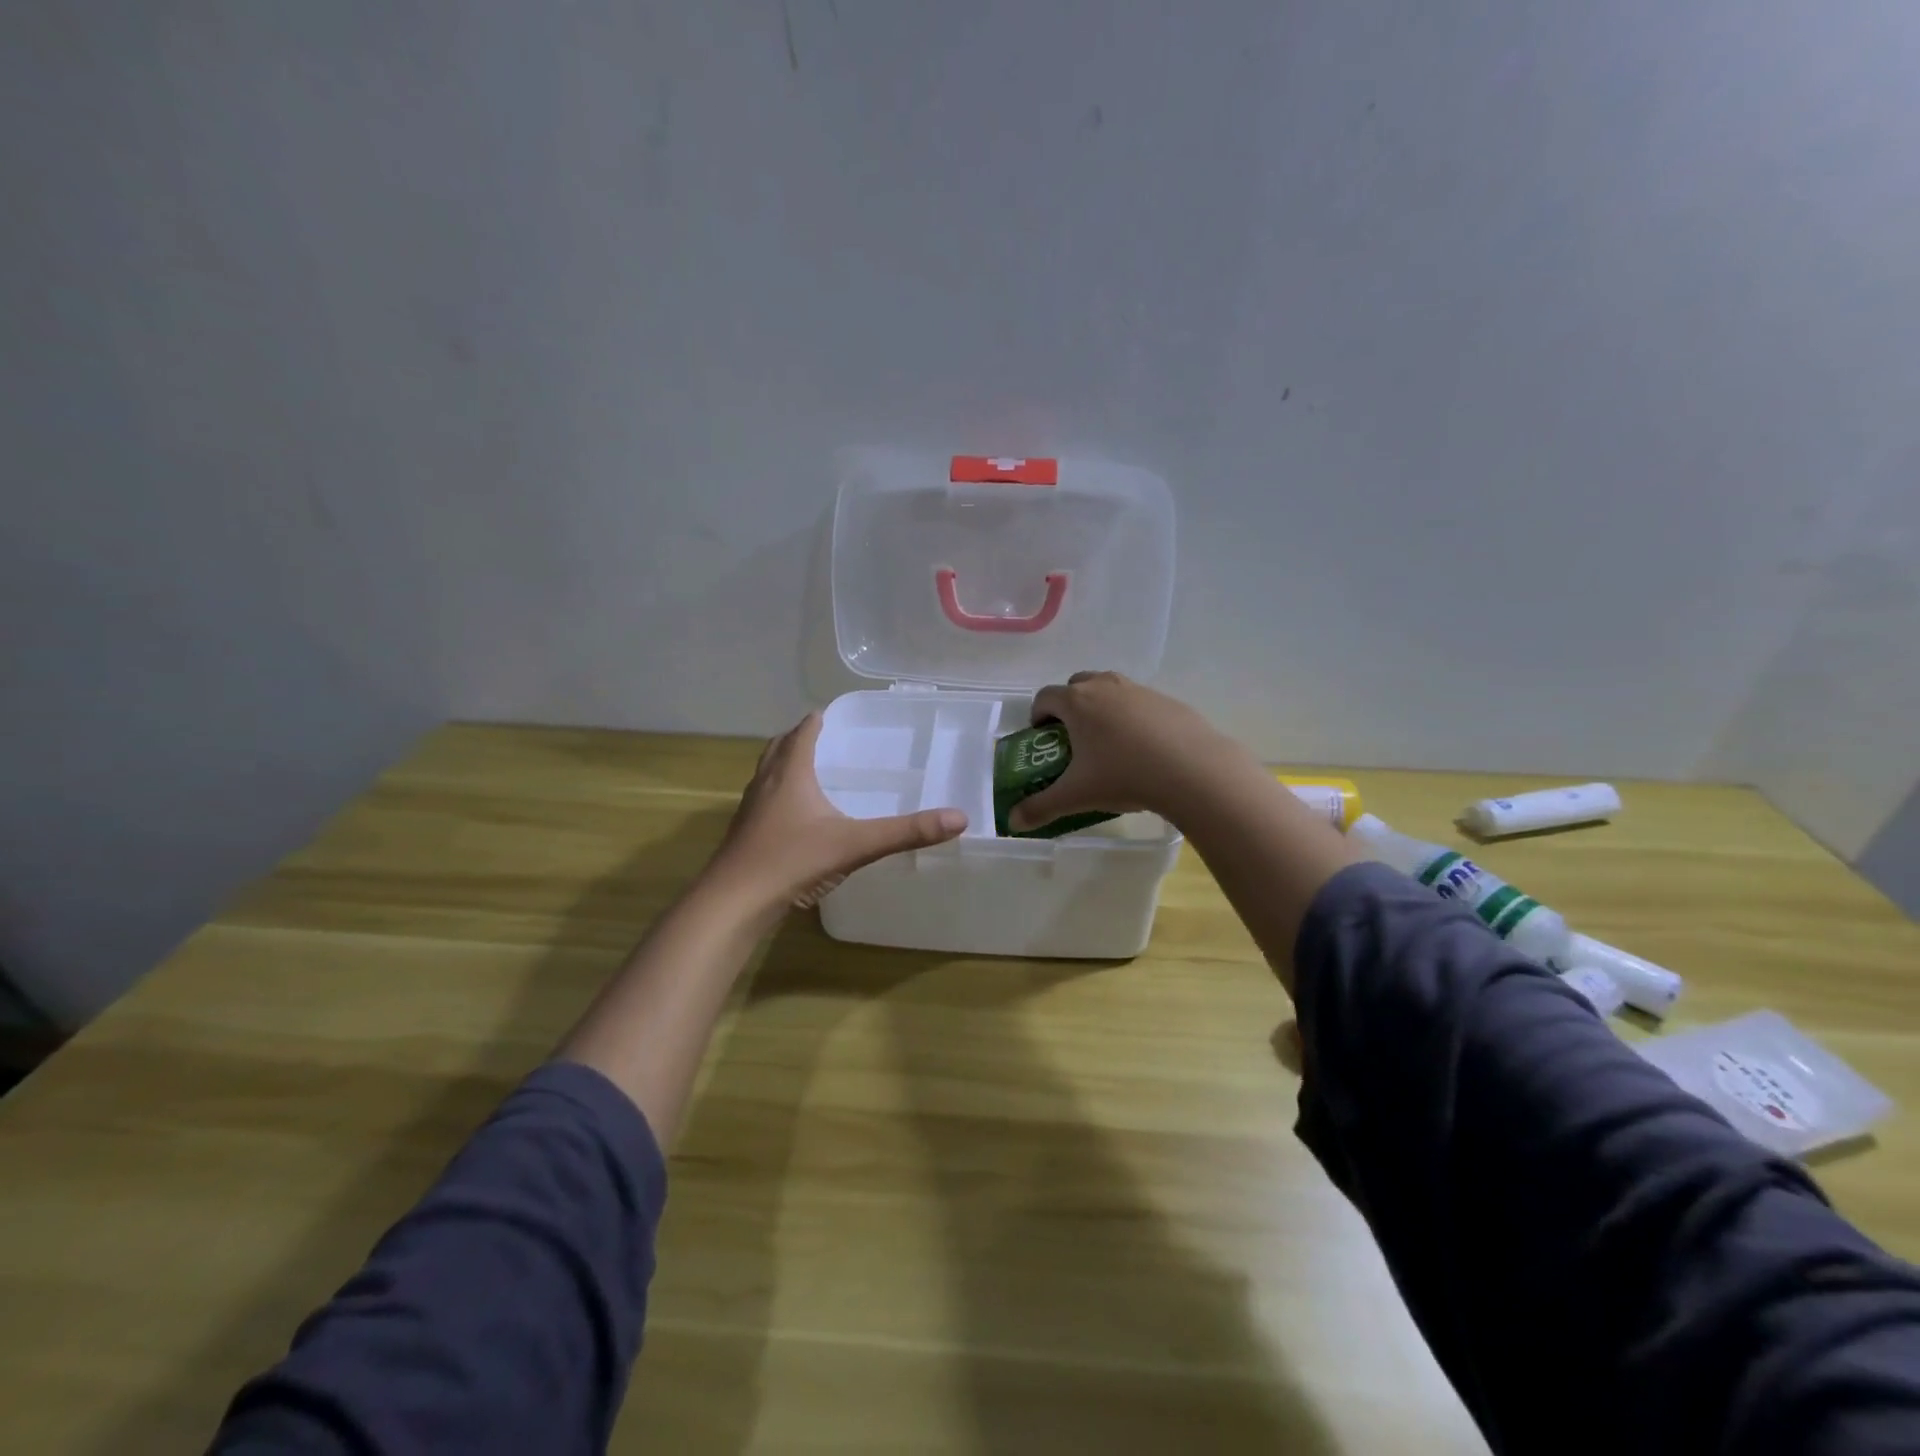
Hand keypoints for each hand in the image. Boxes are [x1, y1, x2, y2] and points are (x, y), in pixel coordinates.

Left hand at [705, 713, 967, 917]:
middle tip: (825, 739)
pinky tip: (796, 818)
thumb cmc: (792, 861)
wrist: (733, 902)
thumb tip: (958, 818)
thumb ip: (906, 832)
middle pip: (779, 747)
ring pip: (767, 773)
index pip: (803, 732)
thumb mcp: (855, 844)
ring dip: (785, 765)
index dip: (818, 720)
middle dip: (800, 738)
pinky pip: (763, 800)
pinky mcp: (744, 833)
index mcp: (790, 773)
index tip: (834, 715)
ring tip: (810, 772)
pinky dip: (779, 795)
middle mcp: (766, 783)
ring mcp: (750, 809)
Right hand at [1006, 671, 1258, 831]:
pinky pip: (1139, 703)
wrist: (1192, 769)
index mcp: (1076, 702)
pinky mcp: (1167, 700)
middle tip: (1073, 740)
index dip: (1037, 716)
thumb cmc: (1124, 775)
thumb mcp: (1077, 796)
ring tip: (1109, 745)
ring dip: (1101, 708)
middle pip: (1076, 685)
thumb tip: (1013, 821)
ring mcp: (1139, 690)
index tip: (1042, 740)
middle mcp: (1105, 686)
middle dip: (1069, 707)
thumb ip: (1041, 807)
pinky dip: (1132, 718)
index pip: (1044, 697)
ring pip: (1109, 690)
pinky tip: (1144, 749)